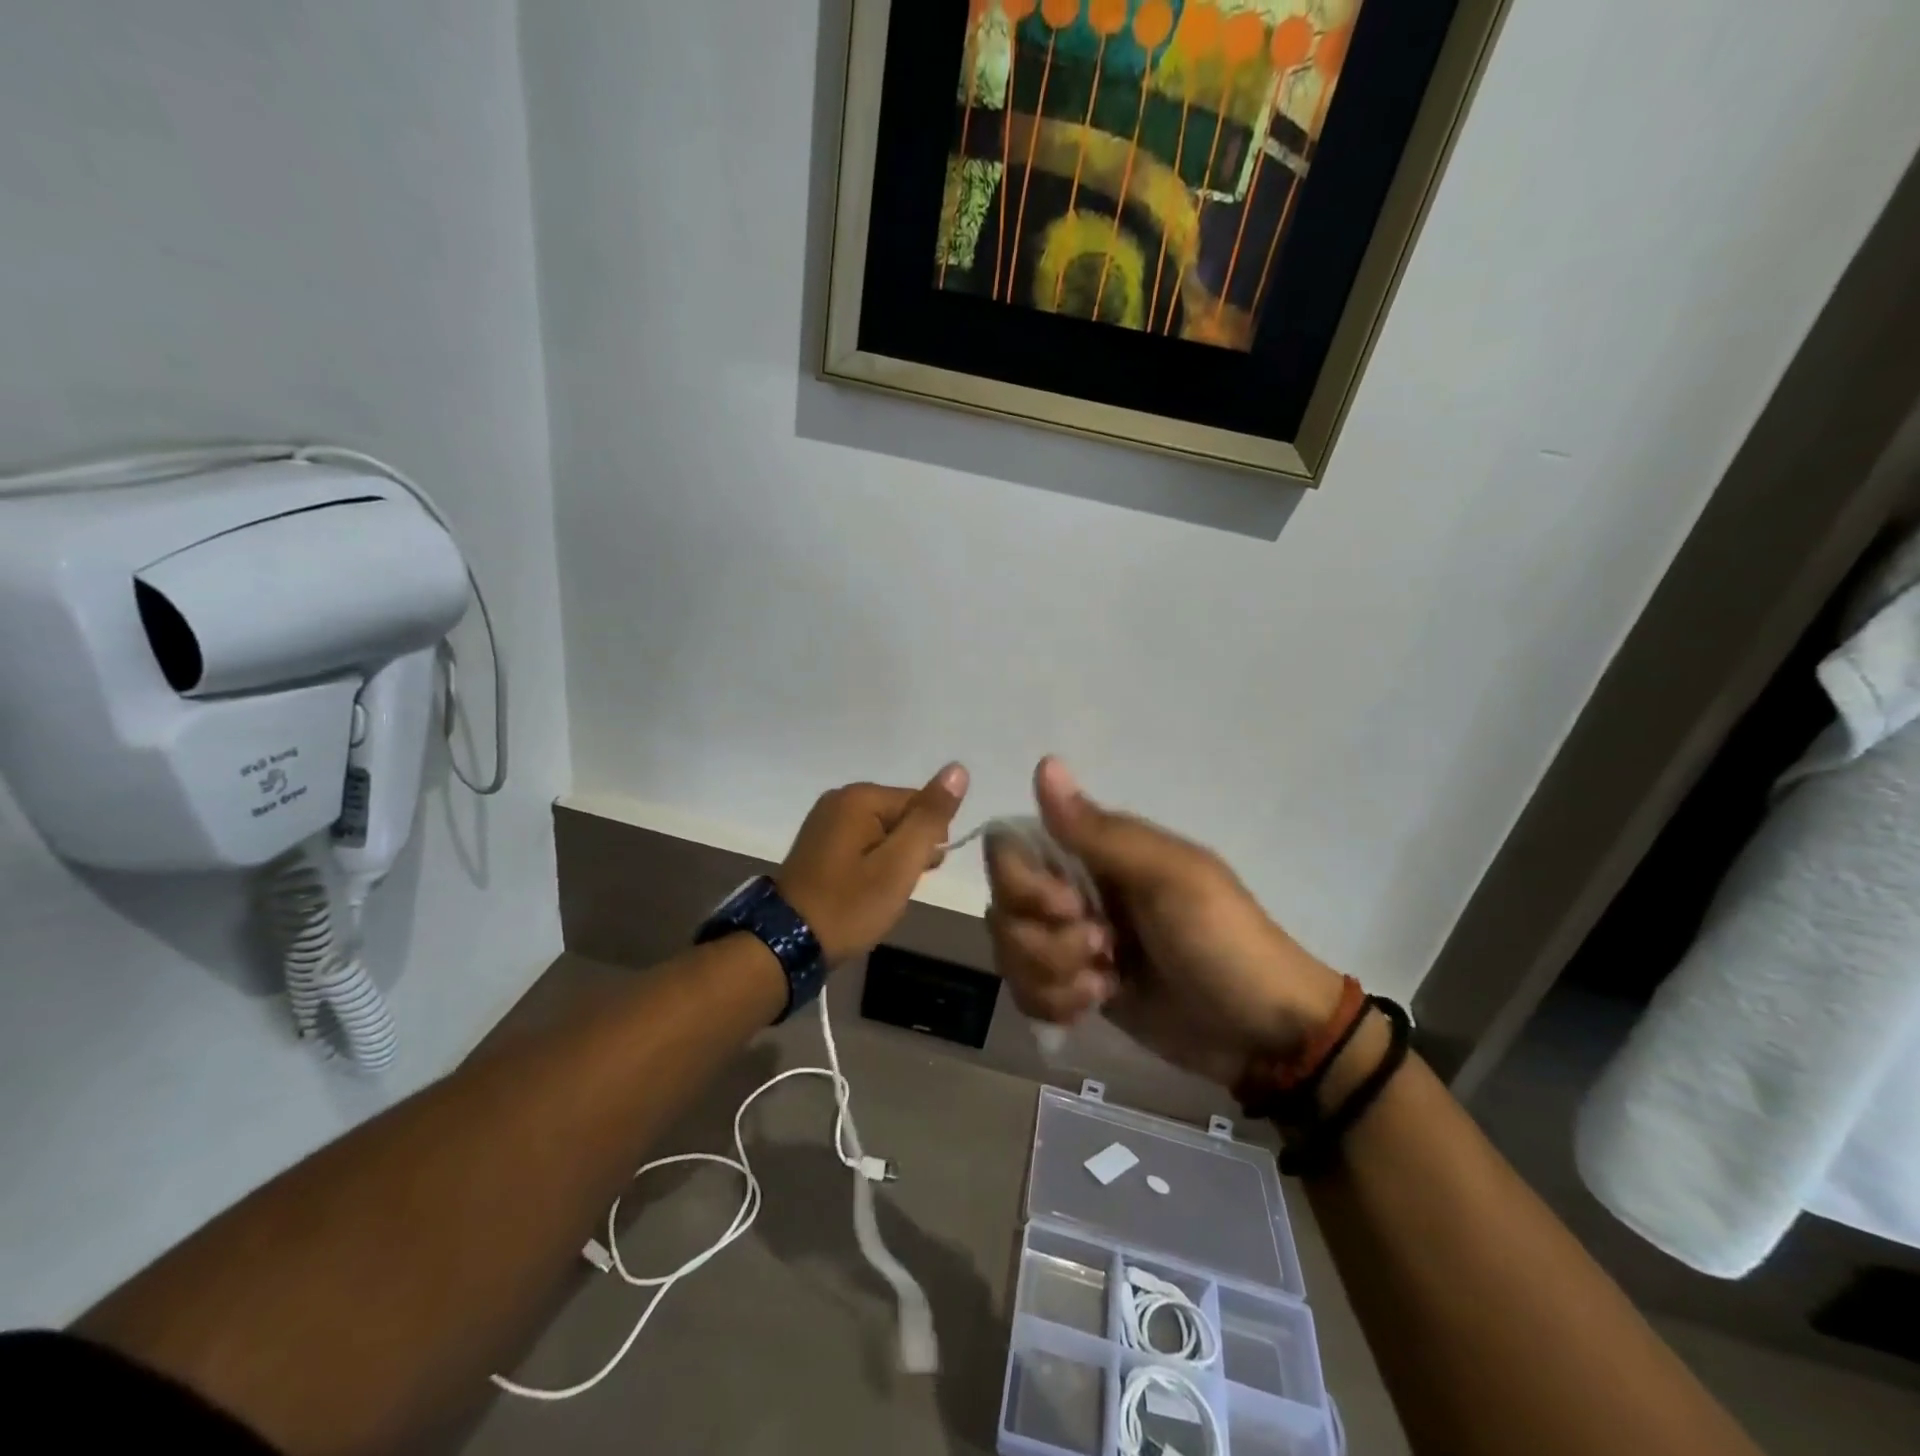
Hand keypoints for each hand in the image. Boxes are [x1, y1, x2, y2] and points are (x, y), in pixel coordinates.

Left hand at [777, 764, 969, 964]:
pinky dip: (871, 867)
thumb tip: (958, 769)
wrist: (788, 944)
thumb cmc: (850, 904)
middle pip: (902, 817)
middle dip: (909, 852)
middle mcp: (840, 799)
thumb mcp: (900, 864)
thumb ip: (930, 817)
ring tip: (878, 894)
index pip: (921, 805)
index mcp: (860, 797)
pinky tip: (864, 891)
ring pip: (884, 834)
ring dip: (891, 863)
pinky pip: (863, 845)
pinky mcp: (819, 844)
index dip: (928, 842)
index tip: (916, 874)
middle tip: (894, 888)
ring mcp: (826, 821)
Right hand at [986, 757, 1345, 1088]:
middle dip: (1044, 942)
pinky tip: (1094, 1005)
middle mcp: (1072, 890)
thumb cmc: (1223, 941)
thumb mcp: (1170, 879)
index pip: (1011, 849)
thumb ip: (1100, 831)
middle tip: (1103, 951)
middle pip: (1004, 907)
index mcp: (1094, 852)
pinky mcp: (1073, 988)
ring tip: (1105, 986)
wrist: (1264, 1034)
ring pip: (1010, 953)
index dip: (1022, 883)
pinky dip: (1054, 1005)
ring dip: (1051, 977)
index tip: (1068, 908)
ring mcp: (1071, 943)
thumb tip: (1045, 763)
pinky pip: (1026, 992)